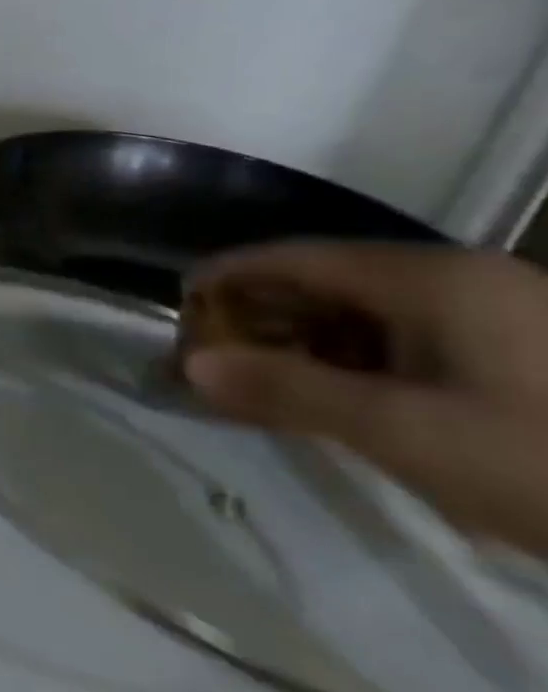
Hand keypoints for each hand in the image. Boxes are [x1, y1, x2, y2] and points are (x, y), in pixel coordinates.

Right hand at [183, 242, 547, 554]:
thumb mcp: (405, 433)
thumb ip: (289, 392)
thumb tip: (190, 368)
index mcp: (433, 279)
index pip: (295, 258)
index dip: (227, 276)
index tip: (177, 307)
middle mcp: (464, 281)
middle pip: (328, 281)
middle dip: (262, 315)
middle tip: (213, 356)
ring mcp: (502, 316)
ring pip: (369, 313)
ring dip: (306, 342)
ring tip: (265, 381)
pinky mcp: (523, 355)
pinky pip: (411, 340)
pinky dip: (357, 361)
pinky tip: (341, 397)